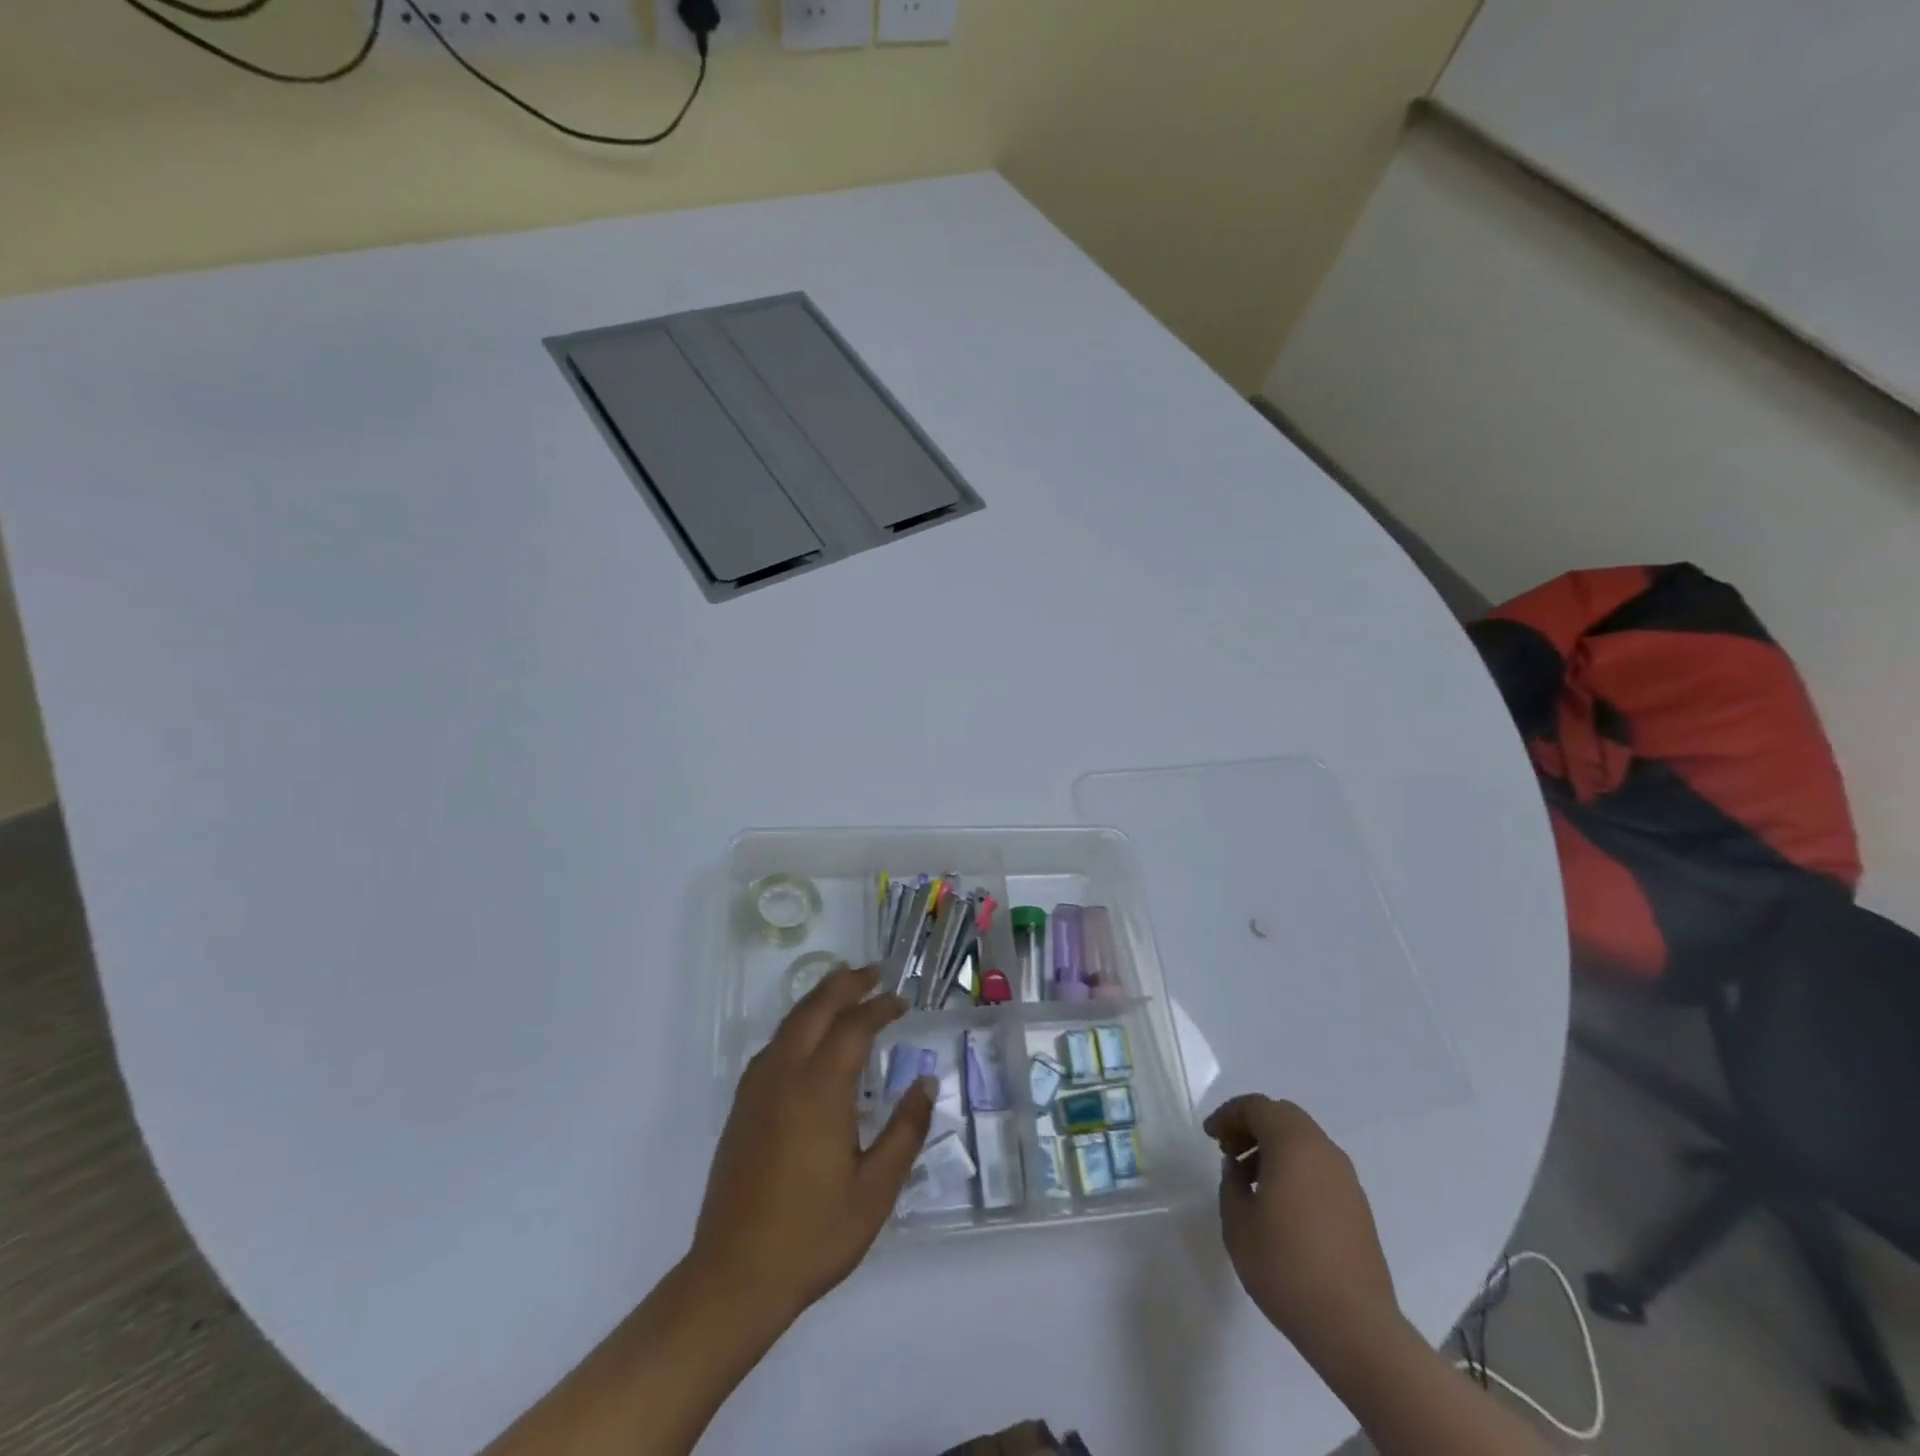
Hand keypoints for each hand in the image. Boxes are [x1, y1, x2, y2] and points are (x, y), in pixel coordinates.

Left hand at [688, 964, 933, 1327]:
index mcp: (820, 1090)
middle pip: (815, 1008)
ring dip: (819, 1000)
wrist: (733, 1277)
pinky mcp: (742, 1107)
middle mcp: (785, 1076)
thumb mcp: (875, 1190)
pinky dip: (798, 1026)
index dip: (880, 1007)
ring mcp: (757, 1089)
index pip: (853, 1027)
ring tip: (845, 993)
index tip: (902, 1001)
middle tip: (874, 973)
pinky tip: (809, 1041)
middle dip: (846, 984)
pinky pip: (774, 1046)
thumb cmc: (813, 1235)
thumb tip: (926, 1082)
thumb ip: (905, 1131)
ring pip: (789, 1023)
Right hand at [1203, 1095, 1405, 1371]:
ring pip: (1304, 1141)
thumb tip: (1239, 1169)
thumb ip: (1231, 1184)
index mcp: (1293, 1145)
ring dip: (1274, 1148)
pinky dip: (1295, 1168)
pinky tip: (1279, 1203)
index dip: (1228, 1115)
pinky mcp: (1358, 1207)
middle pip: (1283, 1117)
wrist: (1355, 1327)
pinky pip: (1319, 1167)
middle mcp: (1324, 1151)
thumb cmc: (1286, 1267)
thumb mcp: (1238, 1223)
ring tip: (1250, 1180)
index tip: (1210, 1136)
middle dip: (1252, 1126)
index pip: (1257, 1107)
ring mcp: (1346, 1180)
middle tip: (1228, 1150)